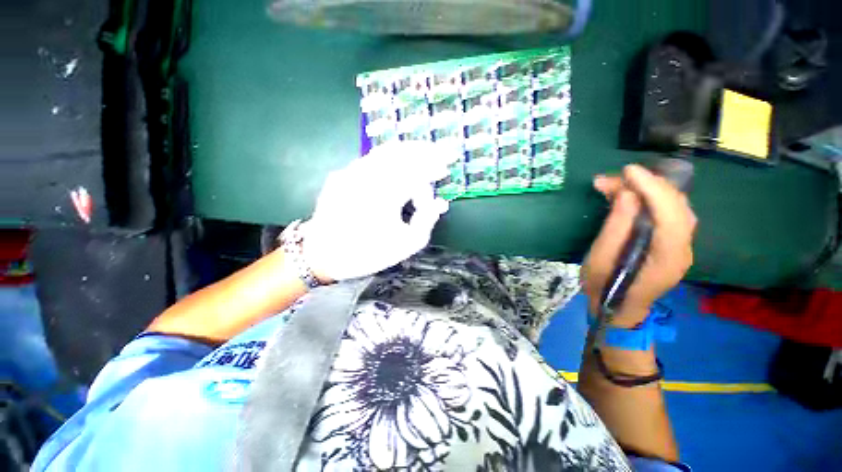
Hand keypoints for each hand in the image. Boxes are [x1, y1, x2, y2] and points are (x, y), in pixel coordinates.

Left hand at [302, 141, 458, 281]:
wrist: (322, 255)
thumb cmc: (367, 252)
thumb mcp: (406, 244)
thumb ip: (427, 221)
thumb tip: (440, 203)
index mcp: (386, 193)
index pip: (417, 172)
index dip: (434, 167)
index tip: (446, 168)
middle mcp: (368, 175)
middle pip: (401, 151)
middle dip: (423, 150)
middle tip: (438, 152)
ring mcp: (351, 172)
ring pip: (384, 151)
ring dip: (406, 151)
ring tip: (422, 154)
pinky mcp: (342, 175)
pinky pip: (370, 160)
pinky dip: (389, 159)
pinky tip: (396, 165)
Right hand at [582, 164, 696, 326]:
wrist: (617, 308)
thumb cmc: (604, 287)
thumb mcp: (600, 260)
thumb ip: (615, 229)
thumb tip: (627, 196)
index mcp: (666, 258)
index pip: (670, 214)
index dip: (652, 188)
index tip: (628, 171)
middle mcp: (682, 249)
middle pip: (676, 206)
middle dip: (646, 185)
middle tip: (611, 179)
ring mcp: (681, 246)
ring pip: (674, 207)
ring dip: (648, 190)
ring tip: (617, 185)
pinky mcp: (672, 243)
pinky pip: (668, 214)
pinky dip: (651, 199)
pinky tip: (632, 196)